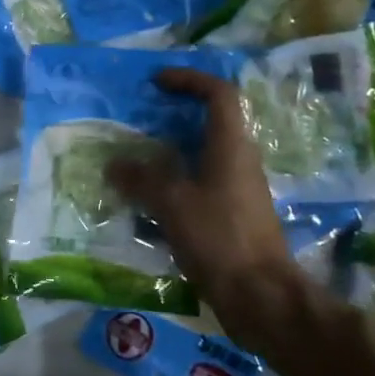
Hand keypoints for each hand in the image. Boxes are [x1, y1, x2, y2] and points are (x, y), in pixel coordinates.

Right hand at [106, 68, 309, 344]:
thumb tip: (113, 163)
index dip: (190, 79)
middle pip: (211, 122)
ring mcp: (239, 189)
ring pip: (204, 154)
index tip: (157, 82)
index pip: (219, 93)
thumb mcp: (172, 203)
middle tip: (140, 118)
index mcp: (231, 146)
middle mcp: (239, 160)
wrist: (261, 296)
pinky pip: (201, 182)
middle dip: (175, 114)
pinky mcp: (233, 215)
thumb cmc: (219, 238)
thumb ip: (141, 178)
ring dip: (172, 150)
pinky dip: (176, 180)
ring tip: (135, 157)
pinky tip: (150, 198)